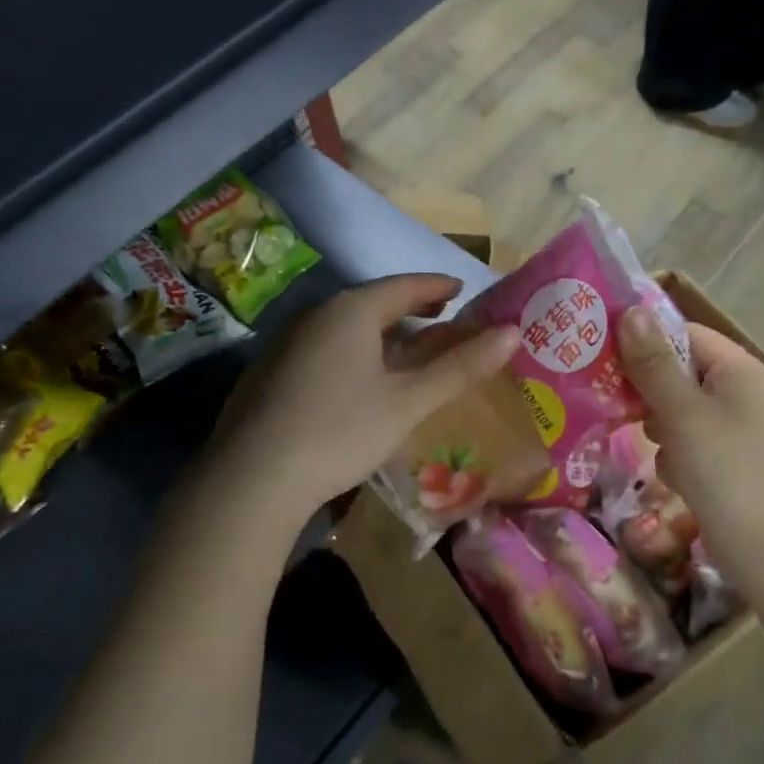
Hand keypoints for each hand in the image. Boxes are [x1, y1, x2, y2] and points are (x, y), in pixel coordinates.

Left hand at [207, 274, 518, 518]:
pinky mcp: (270, 372)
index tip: (460, 290)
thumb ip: (459, 367)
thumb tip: (511, 333)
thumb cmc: (341, 431)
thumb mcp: (408, 402)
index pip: (404, 285)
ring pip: (345, 326)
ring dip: (380, 332)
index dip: (437, 286)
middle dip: (410, 308)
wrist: (252, 478)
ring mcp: (287, 343)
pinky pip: (323, 347)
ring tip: (405, 349)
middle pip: (373, 302)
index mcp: (351, 310)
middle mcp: (316, 315)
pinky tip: (358, 380)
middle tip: (440, 317)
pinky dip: (353, 352)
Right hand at [617, 309, 763, 563]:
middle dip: (650, 390)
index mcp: (741, 371)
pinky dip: (676, 454)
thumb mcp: (683, 413)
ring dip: (661, 426)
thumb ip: (654, 363)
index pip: (686, 335)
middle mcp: (743, 393)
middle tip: (616, 401)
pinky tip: (675, 476)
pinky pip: (690, 441)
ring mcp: (738, 429)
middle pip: (681, 372)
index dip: (646, 340)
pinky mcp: (729, 461)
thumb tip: (630, 311)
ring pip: (679, 409)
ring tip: (654, 445)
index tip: (604, 353)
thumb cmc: (726, 471)